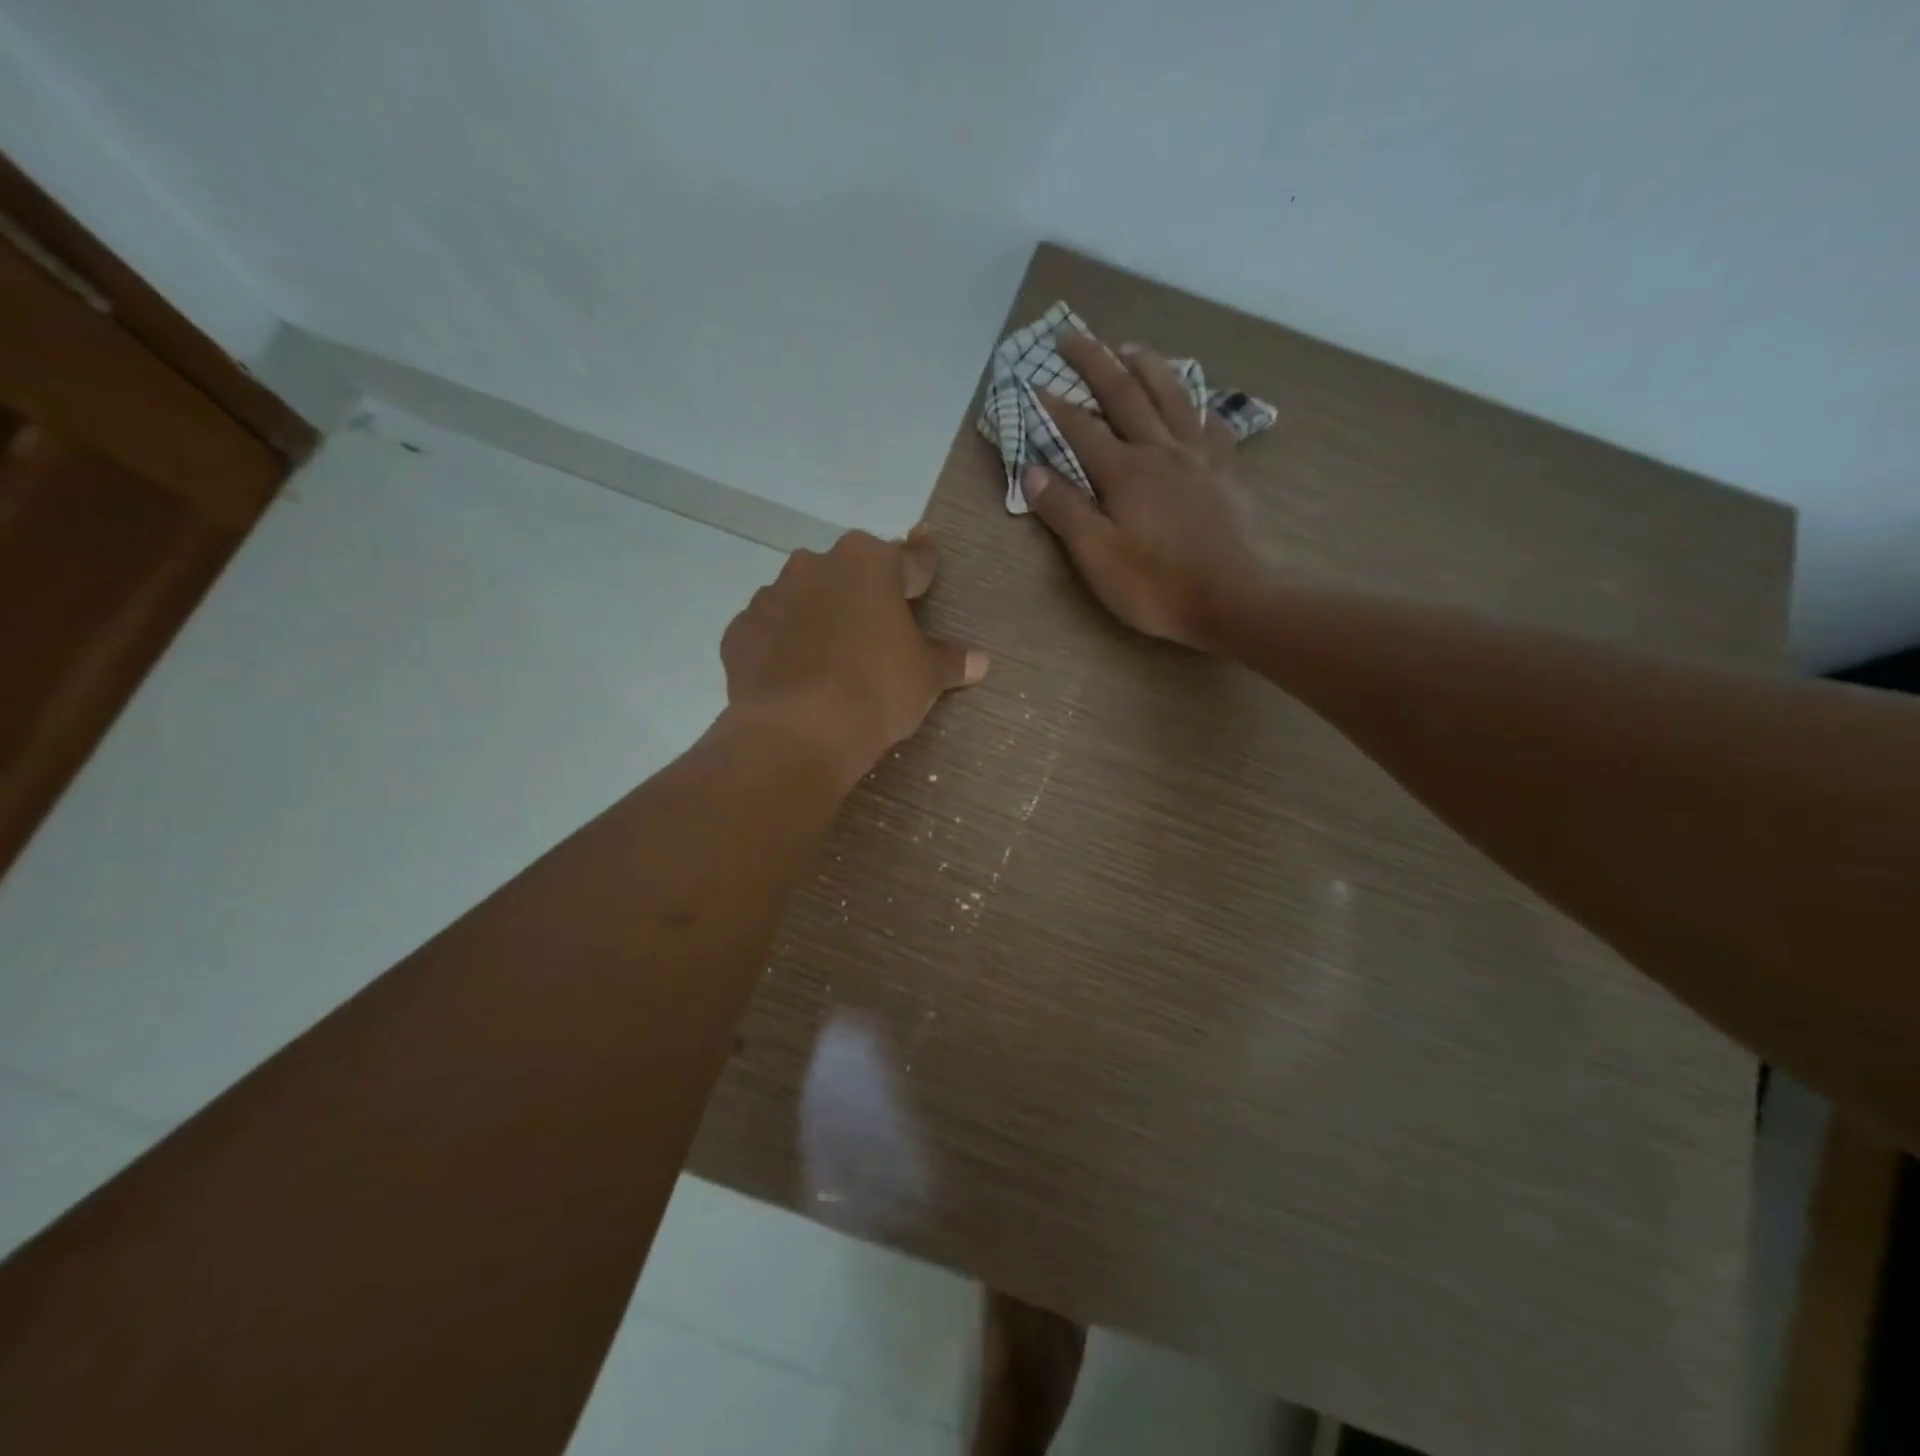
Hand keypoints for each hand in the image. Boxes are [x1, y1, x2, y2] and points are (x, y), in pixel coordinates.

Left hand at [721, 527, 986, 786]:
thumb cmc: (876, 690)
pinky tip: (795, 674)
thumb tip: (980, 660)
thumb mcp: (926, 677)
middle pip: (850, 573)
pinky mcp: (741, 631)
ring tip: (832, 657)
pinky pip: (771, 631)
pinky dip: (783, 645)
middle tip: (879, 629)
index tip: (926, 571)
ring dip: (820, 616)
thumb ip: (951, 660)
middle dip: (864, 594)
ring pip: (805, 598)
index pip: (909, 559)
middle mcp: (816, 565)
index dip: (922, 569)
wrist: (799, 732)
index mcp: (869, 563)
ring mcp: (771, 595)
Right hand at [1025, 332, 1268, 651]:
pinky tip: (1193, 399)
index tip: (1033, 382)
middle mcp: (1160, 450)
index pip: (1081, 428)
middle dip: (1095, 361)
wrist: (1233, 599)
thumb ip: (1063, 510)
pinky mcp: (1227, 471)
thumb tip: (1030, 470)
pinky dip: (1196, 402)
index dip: (1055, 405)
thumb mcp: (1096, 556)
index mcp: (1124, 471)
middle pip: (1125, 393)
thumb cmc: (1156, 584)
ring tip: (1129, 346)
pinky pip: (1211, 421)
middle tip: (1072, 335)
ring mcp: (1199, 456)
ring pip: (1171, 394)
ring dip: (1146, 365)